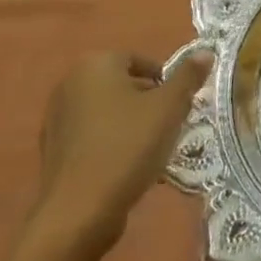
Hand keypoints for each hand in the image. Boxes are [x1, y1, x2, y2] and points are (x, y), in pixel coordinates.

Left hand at [28, 49, 210, 259]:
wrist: (80, 209)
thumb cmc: (129, 146)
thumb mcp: (170, 107)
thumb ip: (188, 77)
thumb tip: (205, 51)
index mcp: (96, 64)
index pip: (140, 60)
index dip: (165, 80)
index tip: (181, 105)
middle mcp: (70, 83)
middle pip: (124, 85)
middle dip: (150, 102)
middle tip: (172, 125)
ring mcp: (57, 118)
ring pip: (109, 112)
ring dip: (132, 124)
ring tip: (154, 149)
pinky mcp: (54, 149)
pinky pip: (94, 137)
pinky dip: (113, 144)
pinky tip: (129, 167)